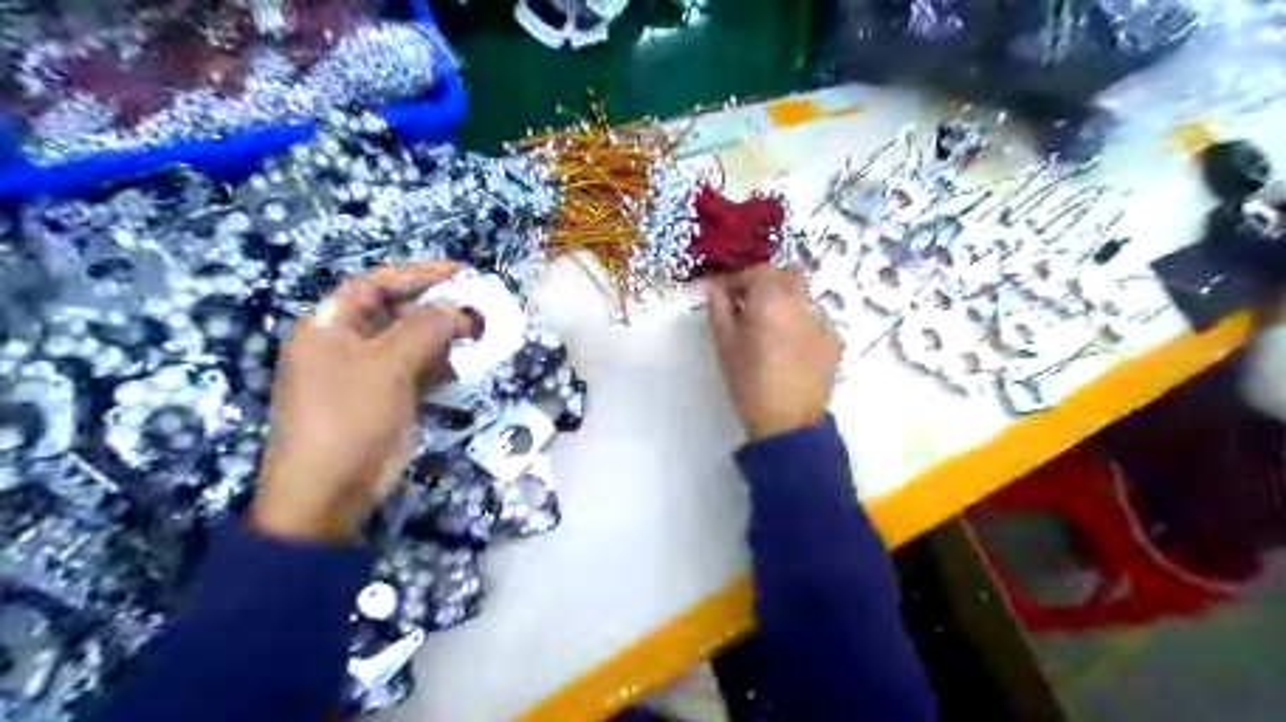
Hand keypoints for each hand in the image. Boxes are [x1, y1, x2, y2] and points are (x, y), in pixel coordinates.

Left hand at [250, 261, 471, 539]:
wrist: (330, 491)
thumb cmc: (350, 417)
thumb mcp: (386, 365)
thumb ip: (425, 328)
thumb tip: (459, 309)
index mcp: (330, 326)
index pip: (376, 284)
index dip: (418, 274)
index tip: (461, 273)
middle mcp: (348, 345)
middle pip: (397, 312)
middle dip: (439, 308)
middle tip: (480, 308)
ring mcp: (369, 374)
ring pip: (414, 343)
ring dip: (447, 338)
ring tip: (483, 335)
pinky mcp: (389, 399)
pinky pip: (420, 372)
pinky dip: (445, 366)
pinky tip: (470, 364)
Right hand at [701, 264, 846, 438]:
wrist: (788, 422)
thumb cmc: (749, 381)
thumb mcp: (725, 344)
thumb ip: (718, 308)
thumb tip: (712, 286)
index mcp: (772, 298)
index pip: (758, 270)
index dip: (738, 280)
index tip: (724, 296)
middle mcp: (802, 302)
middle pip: (785, 277)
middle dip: (765, 285)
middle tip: (747, 307)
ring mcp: (823, 321)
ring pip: (802, 297)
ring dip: (784, 302)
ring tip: (769, 330)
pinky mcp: (834, 342)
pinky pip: (815, 320)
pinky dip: (800, 323)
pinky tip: (789, 348)